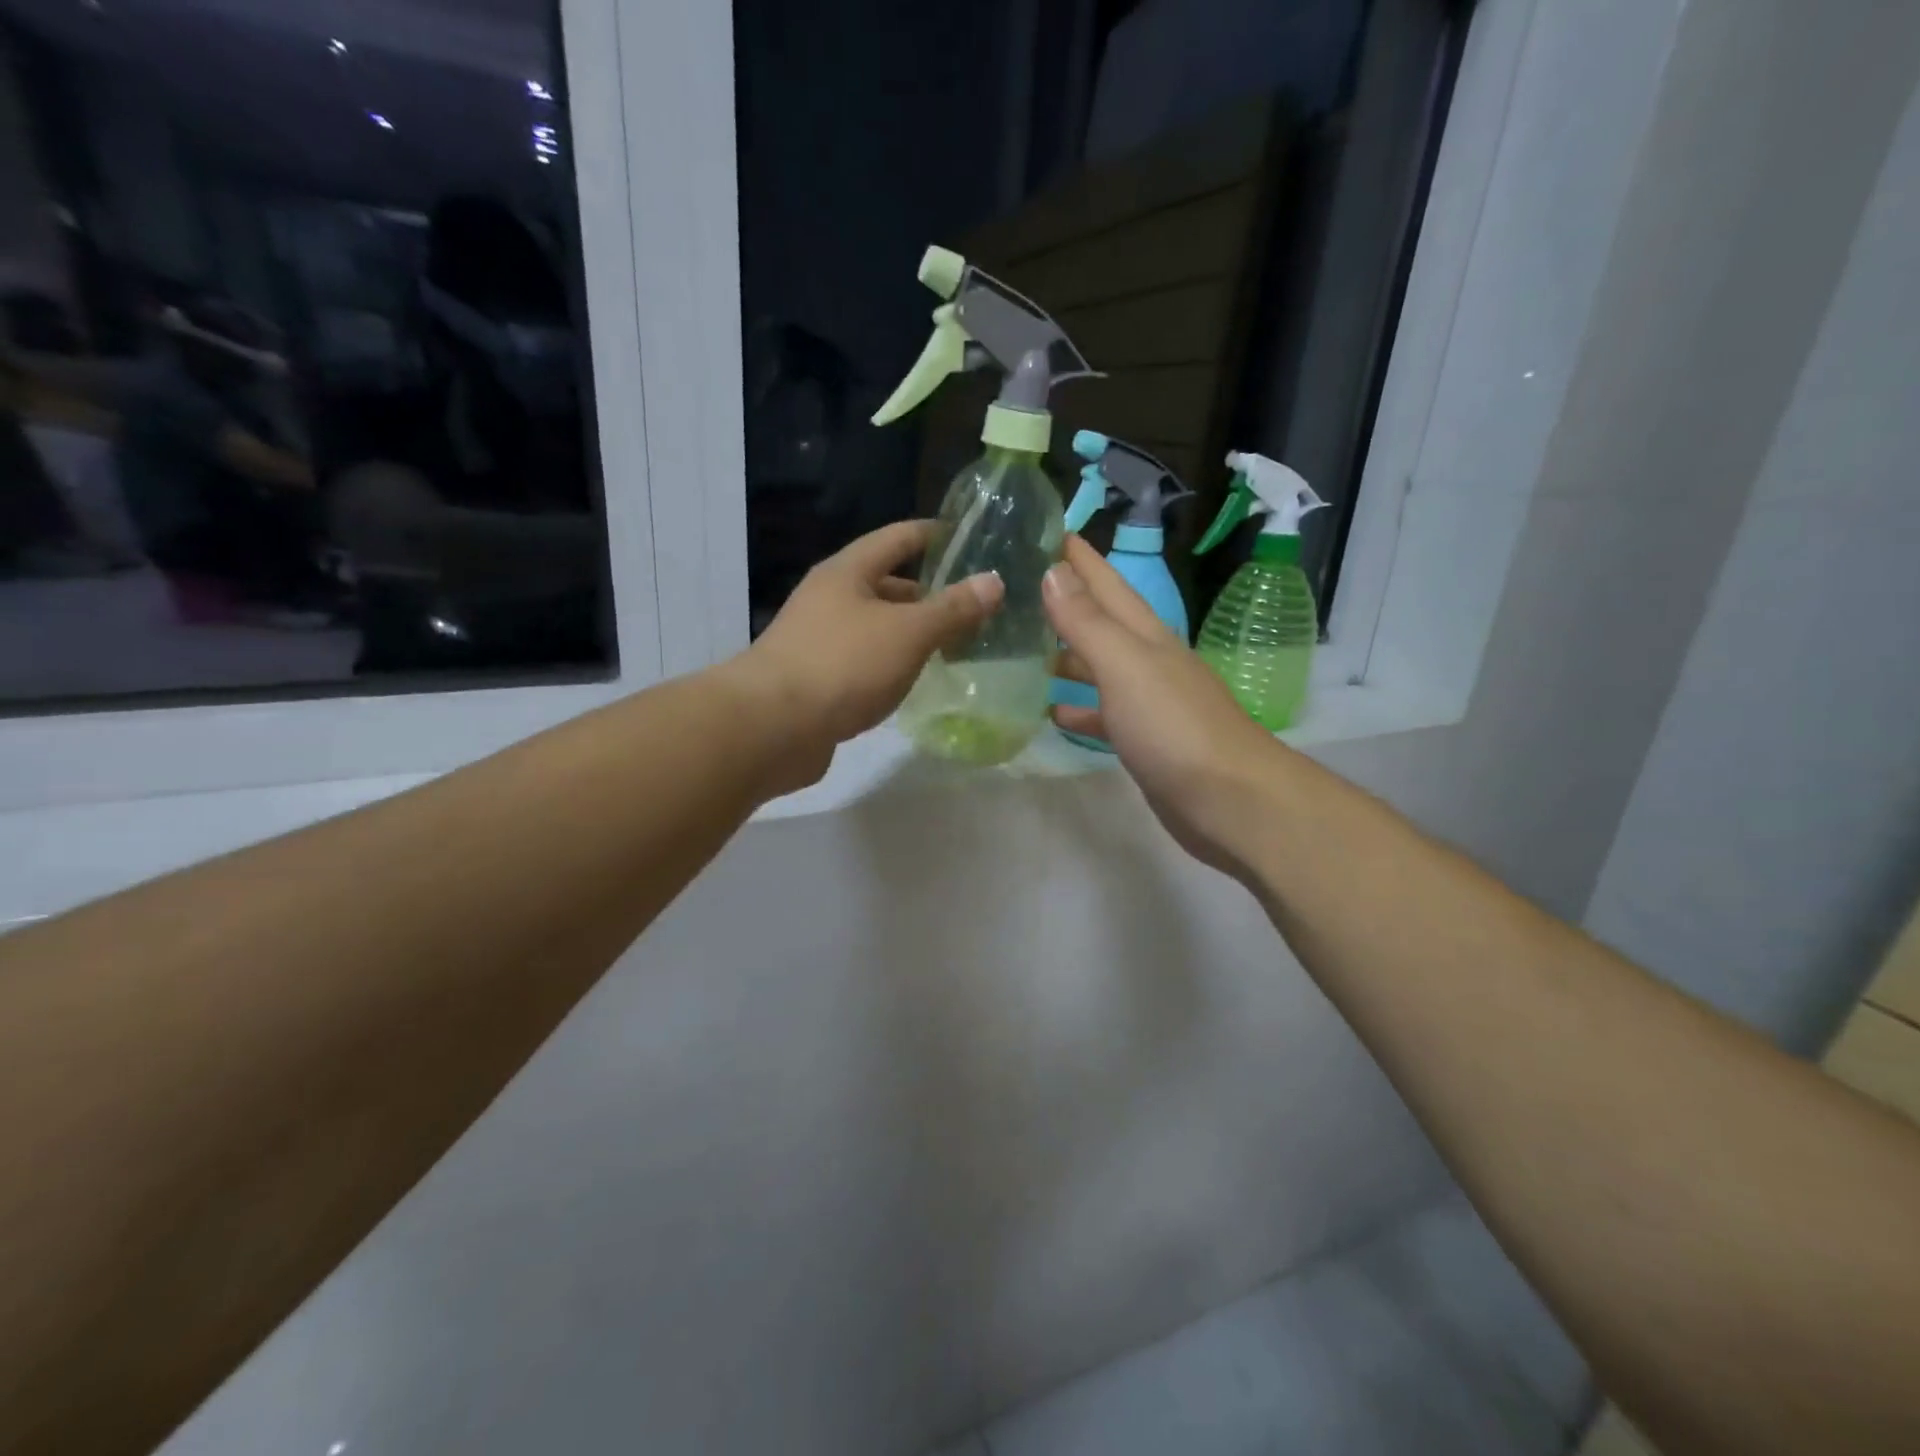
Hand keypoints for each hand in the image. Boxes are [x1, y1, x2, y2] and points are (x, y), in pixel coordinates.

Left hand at [737, 519, 1004, 786]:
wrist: (771, 727)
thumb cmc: (843, 665)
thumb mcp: (908, 632)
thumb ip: (952, 609)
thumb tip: (994, 581)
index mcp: (847, 572)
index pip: (899, 538)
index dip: (935, 535)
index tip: (970, 539)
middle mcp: (829, 599)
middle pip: (886, 585)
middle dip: (929, 594)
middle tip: (973, 608)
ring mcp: (819, 640)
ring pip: (876, 627)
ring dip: (911, 633)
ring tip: (954, 647)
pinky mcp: (816, 680)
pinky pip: (865, 662)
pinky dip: (892, 665)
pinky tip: (913, 682)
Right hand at [1045, 535, 1286, 876]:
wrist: (1229, 800)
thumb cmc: (1174, 727)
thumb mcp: (1125, 666)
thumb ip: (1088, 622)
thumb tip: (1054, 571)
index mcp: (1144, 636)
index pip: (1106, 583)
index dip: (1079, 557)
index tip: (1046, 529)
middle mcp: (1147, 661)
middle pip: (1101, 622)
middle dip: (1065, 602)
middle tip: (1018, 589)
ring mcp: (1148, 702)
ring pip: (1099, 668)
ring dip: (1066, 656)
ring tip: (1023, 650)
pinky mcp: (1144, 741)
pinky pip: (1103, 714)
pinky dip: (1079, 708)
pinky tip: (1052, 711)